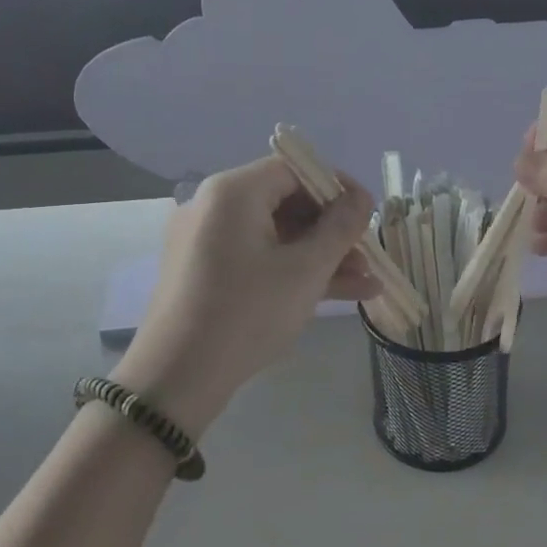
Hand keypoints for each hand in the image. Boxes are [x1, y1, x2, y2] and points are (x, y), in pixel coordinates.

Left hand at [112, 156, 378, 434]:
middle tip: (369, 256)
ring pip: (276, 235)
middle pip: (286, 202)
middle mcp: (214, 206)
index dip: (338, 187)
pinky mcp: (206, 272)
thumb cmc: (248, 313)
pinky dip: (294, 270)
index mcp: (233, 192)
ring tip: (368, 284)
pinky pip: (258, 258)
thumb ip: (340, 228)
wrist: (177, 378)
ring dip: (322, 256)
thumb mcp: (305, 270)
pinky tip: (340, 294)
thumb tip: (361, 199)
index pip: (295, 169)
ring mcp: (207, 240)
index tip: (370, 214)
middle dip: (334, 230)